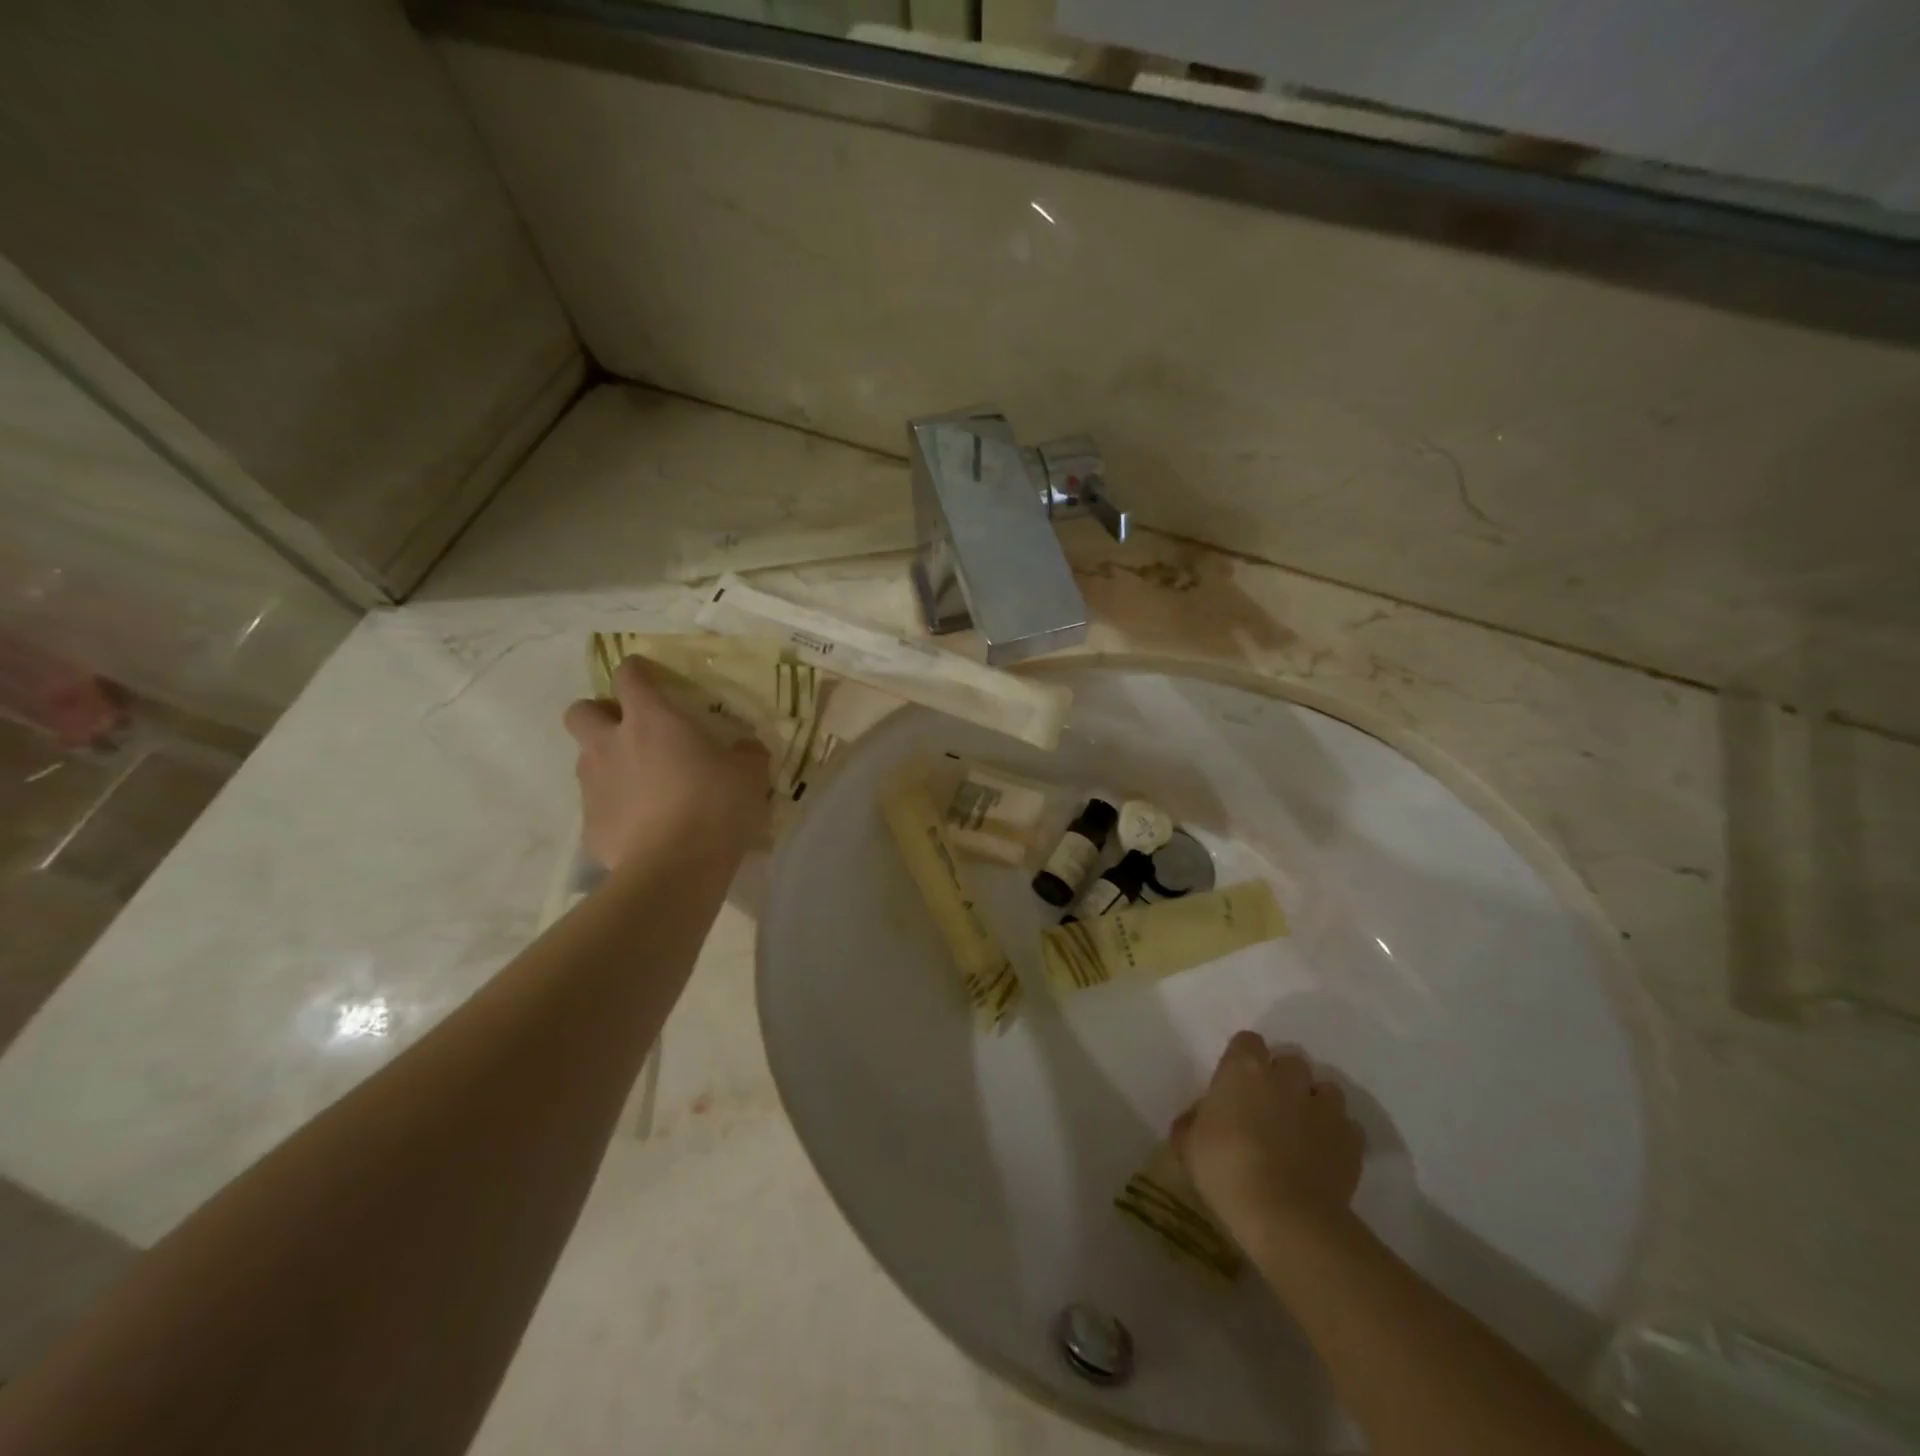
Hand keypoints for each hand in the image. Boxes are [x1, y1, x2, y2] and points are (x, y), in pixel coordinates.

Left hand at [563, 656, 770, 868]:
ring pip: (585, 759)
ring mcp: (593, 785)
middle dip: (598, 714)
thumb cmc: (715, 806)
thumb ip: (745, 754)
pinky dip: (615, 809)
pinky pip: (597, 807)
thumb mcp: (749, 774)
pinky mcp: (589, 826)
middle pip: (581, 712)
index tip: (648, 675)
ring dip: (607, 762)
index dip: (637, 671)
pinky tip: (641, 826)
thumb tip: (745, 748)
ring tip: (641, 784)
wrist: (675, 867)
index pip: (629, 676)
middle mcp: (611, 744)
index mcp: (651, 720)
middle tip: (628, 730)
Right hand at [1172, 1031, 1364, 1244]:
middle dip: (1283, 1079)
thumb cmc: (1226, 1170)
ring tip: (1303, 1131)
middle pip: (1290, 1061)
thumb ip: (1192, 1120)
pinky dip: (1337, 1136)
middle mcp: (1287, 1077)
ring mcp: (1323, 1106)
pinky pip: (1347, 1126)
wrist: (1285, 1217)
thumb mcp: (1188, 1145)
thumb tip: (1199, 1116)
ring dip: (1314, 1103)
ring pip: (1325, 1090)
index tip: (1236, 1082)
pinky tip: (1324, 1157)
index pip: (1247, 1041)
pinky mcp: (1351, 1139)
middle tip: (1269, 1108)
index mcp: (1244, 1069)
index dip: (1243, 1059)